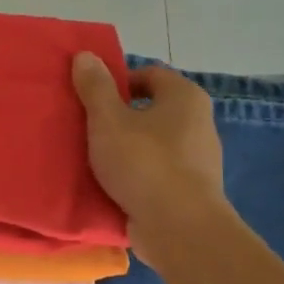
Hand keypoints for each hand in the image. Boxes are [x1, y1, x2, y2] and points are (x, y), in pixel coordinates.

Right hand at [72, 53, 225, 265]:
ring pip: (154, 143)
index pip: (149, 74)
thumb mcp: (108, 121)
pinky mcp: (191, 189)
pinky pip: (158, 172)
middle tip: (88, 129)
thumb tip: (85, 55)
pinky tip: (114, 186)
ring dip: (127, 148)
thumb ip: (95, 88)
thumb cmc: (144, 163)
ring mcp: (198, 158)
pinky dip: (138, 174)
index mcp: (185, 97)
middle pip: (152, 109)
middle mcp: (199, 122)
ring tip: (96, 160)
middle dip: (120, 117)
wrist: (179, 228)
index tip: (91, 100)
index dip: (118, 82)